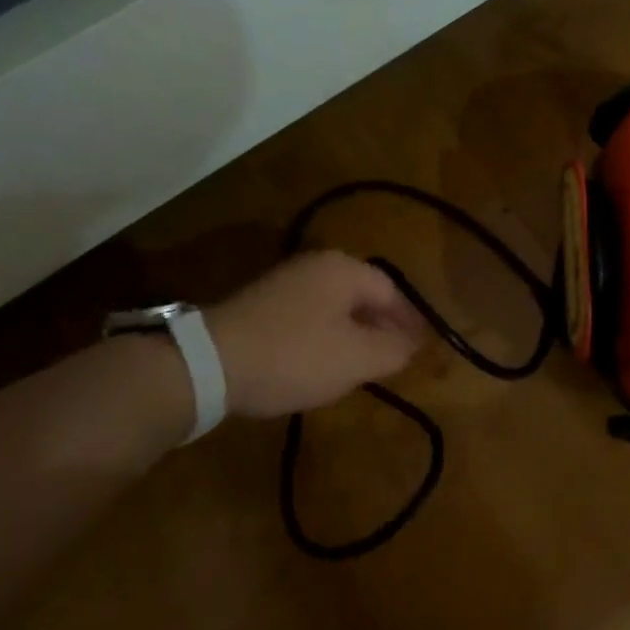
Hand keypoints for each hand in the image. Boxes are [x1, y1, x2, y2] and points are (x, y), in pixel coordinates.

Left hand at [204, 251, 427, 419]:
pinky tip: (321, 362)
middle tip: (394, 355)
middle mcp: (316, 266)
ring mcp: (285, 282)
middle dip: (382, 325)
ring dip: (353, 332)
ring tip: (362, 364)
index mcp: (344, 270)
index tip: (421, 347)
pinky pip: (308, 316)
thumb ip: (394, 349)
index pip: (391, 291)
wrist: (208, 364)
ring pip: (335, 306)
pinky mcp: (261, 304)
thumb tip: (414, 343)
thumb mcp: (357, 358)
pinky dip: (324, 336)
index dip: (410, 320)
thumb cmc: (295, 356)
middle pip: (362, 294)